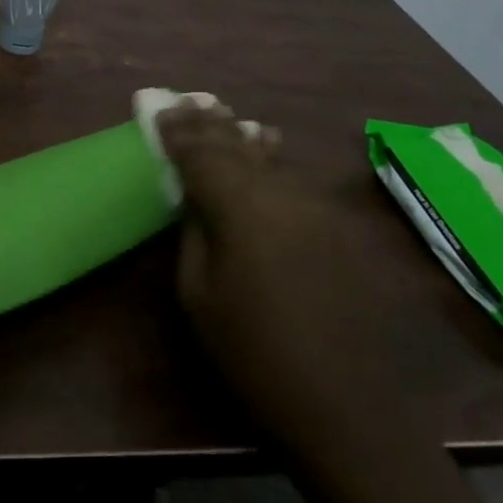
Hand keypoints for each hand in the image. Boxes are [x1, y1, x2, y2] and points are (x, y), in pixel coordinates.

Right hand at [157, 102, 375, 394]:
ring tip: (221, 112)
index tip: (158, 108)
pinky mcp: (334, 225)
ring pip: (268, 156)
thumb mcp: (199, 295)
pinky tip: (265, 144)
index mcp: (240, 208)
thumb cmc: (254, 353)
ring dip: (239, 133)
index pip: (200, 154)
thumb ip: (194, 233)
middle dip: (208, 122)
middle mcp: (279, 193)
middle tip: (187, 99)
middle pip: (236, 145)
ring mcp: (313, 206)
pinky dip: (270, 156)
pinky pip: (291, 177)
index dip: (177, 131)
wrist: (345, 402)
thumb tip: (194, 197)